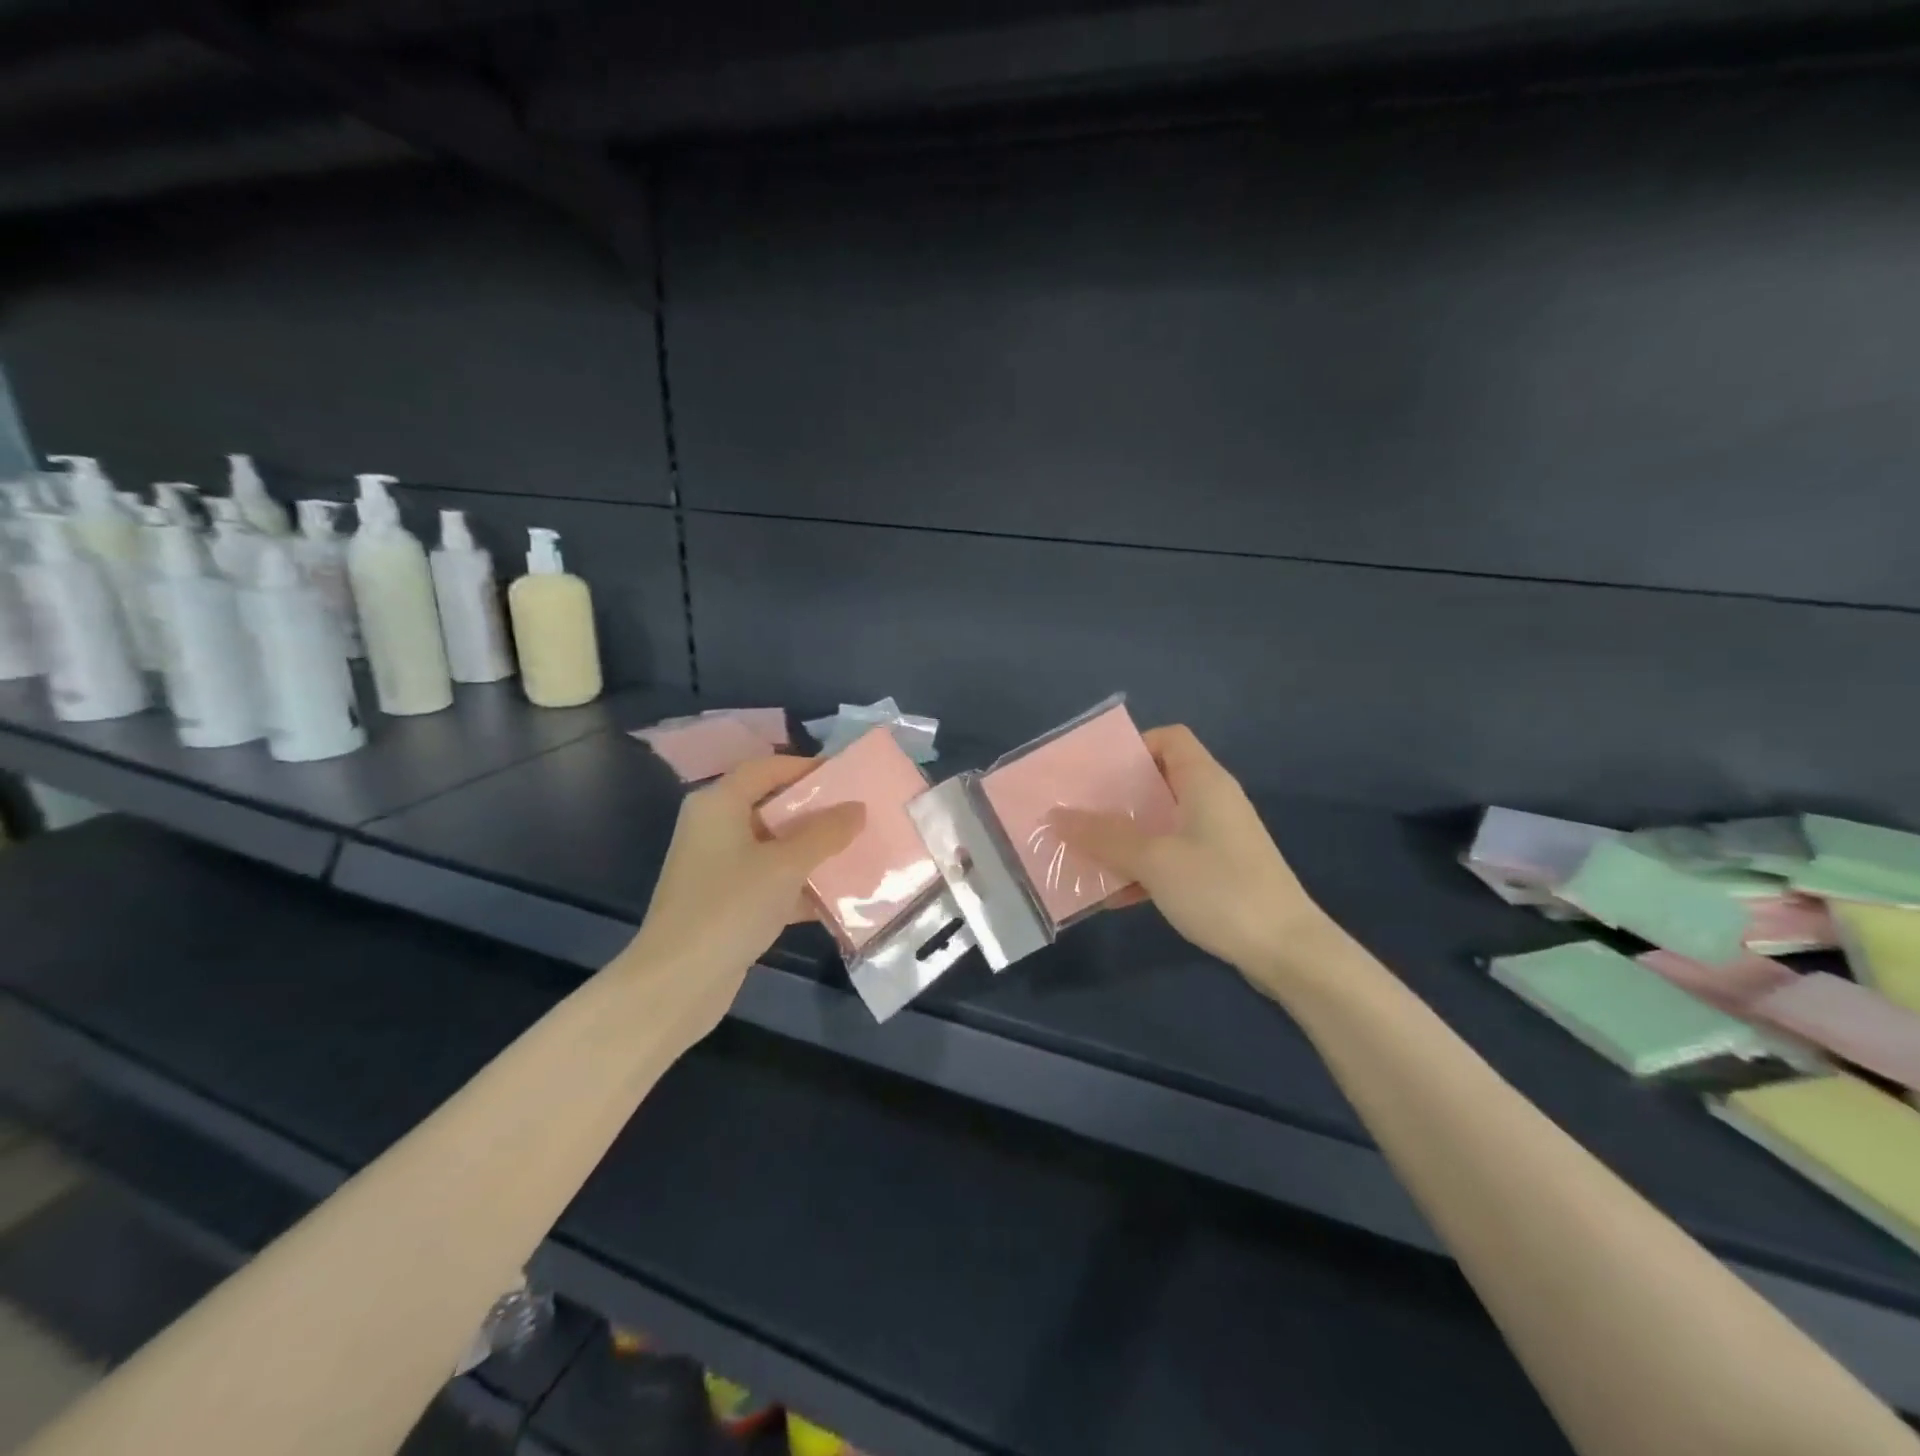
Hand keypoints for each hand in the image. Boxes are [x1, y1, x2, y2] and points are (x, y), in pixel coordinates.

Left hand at [620, 756, 864, 1034]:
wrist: (677, 983)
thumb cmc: (730, 907)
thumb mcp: (786, 865)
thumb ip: (825, 833)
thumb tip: (857, 808)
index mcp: (719, 805)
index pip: (767, 768)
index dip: (807, 768)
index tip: (847, 777)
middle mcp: (714, 828)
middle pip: (772, 806)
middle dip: (816, 812)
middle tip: (860, 815)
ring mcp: (719, 868)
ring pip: (774, 847)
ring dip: (813, 852)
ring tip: (858, 851)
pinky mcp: (726, 903)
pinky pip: (770, 881)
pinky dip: (799, 886)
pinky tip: (838, 897)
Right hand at [1055, 726, 1334, 986]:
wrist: (1287, 951)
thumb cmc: (1220, 889)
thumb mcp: (1154, 859)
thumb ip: (1104, 836)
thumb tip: (1057, 815)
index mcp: (1204, 782)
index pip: (1169, 738)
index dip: (1133, 746)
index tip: (1096, 772)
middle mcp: (1213, 802)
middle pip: (1159, 782)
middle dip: (1116, 798)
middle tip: (1078, 813)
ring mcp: (1219, 839)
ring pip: (1162, 824)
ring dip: (1125, 838)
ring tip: (1085, 853)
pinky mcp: (1221, 872)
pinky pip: (1172, 857)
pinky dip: (1144, 868)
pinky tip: (1114, 895)